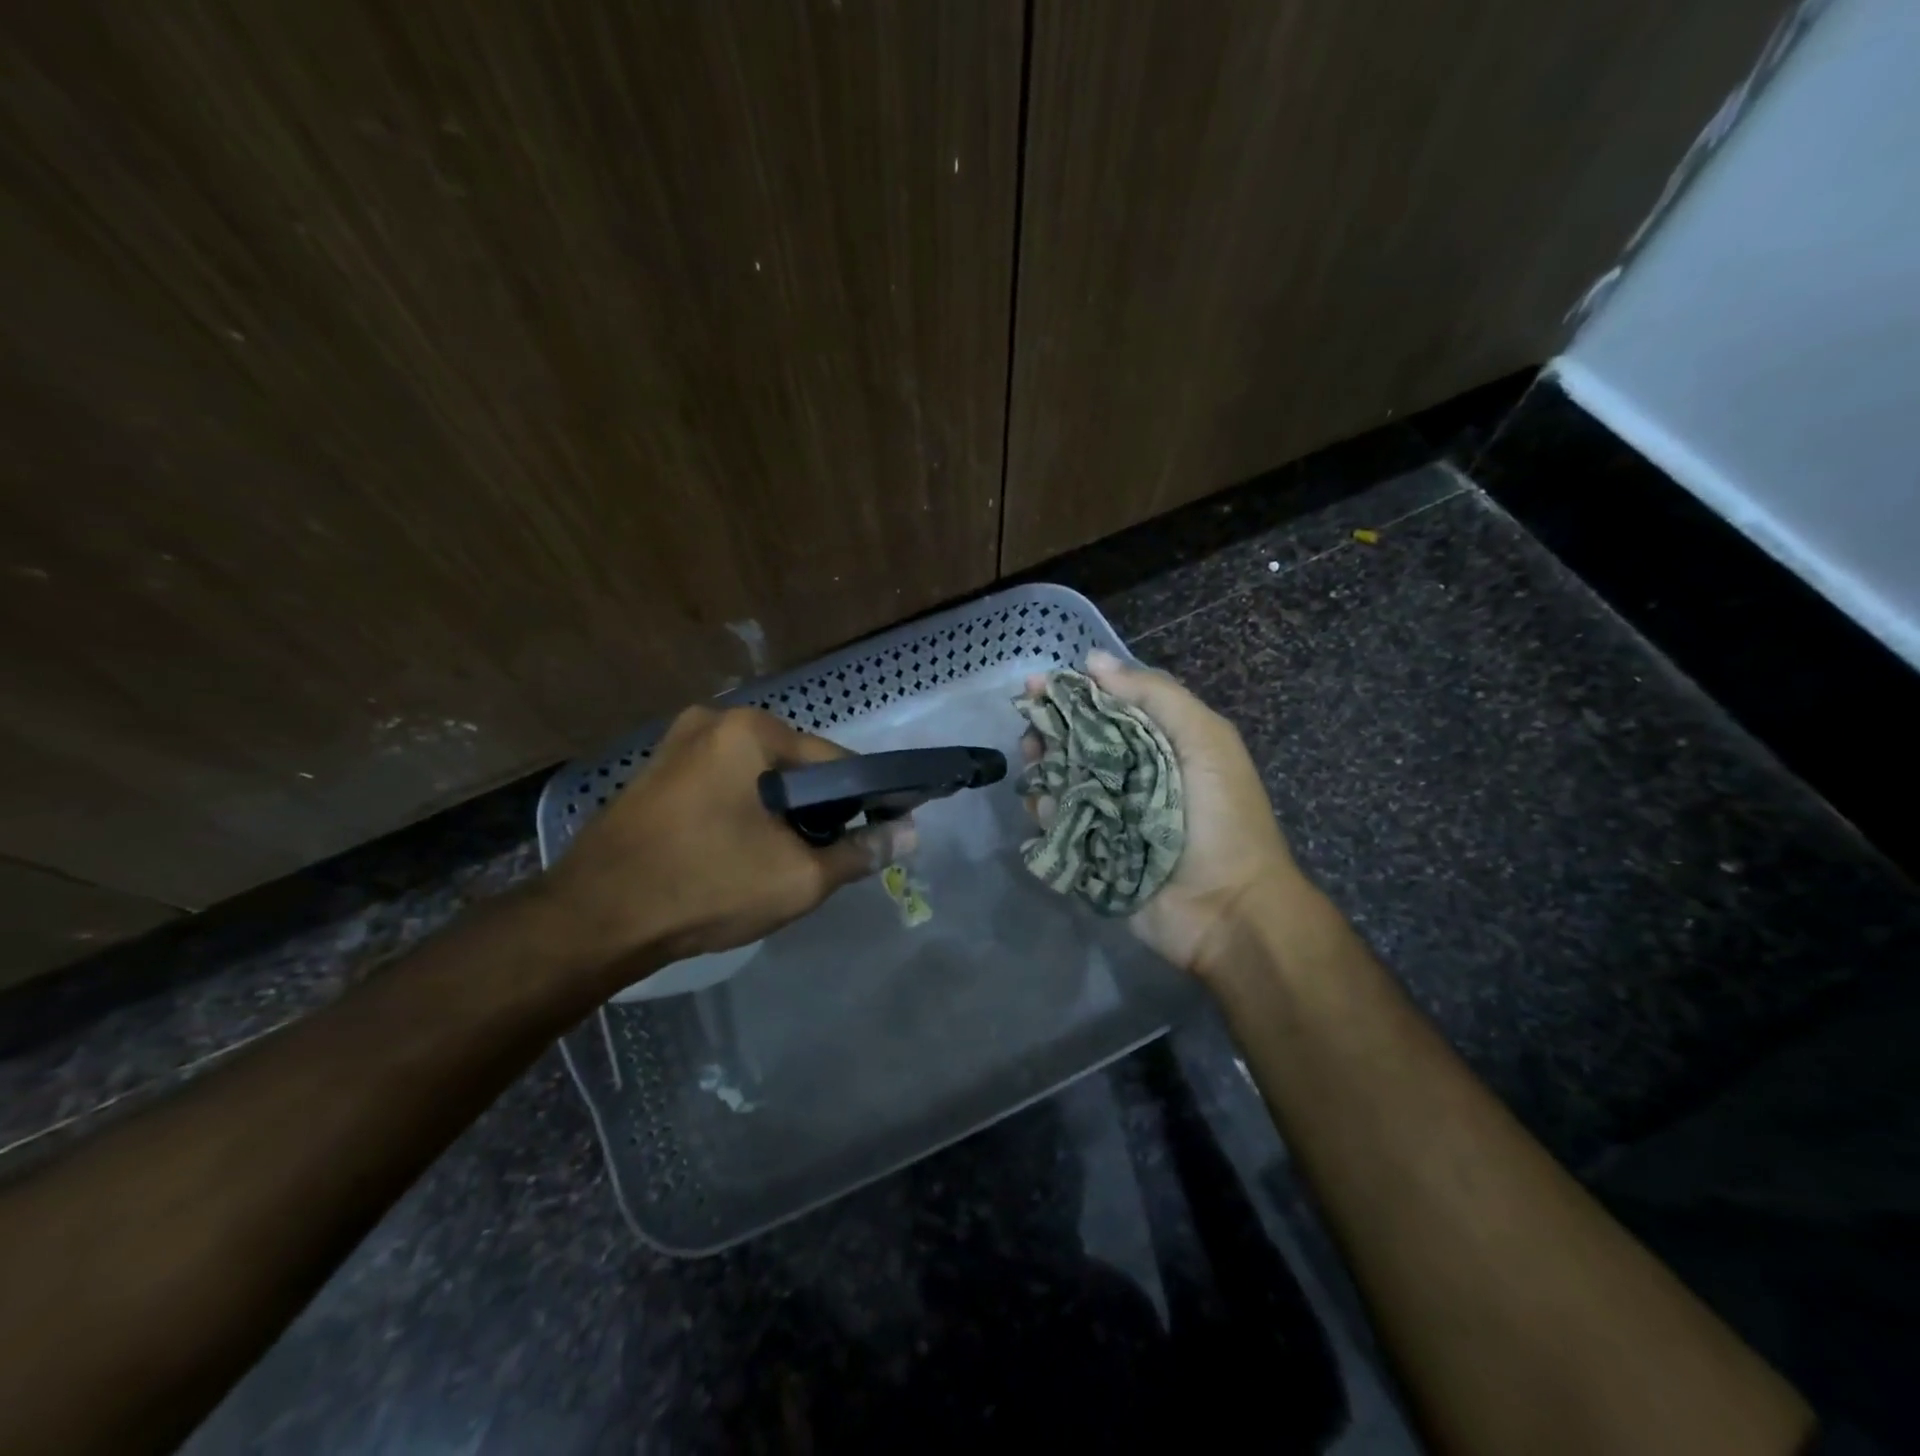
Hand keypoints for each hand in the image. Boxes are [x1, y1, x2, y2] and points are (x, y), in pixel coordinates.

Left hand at [546, 706, 914, 982]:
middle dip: (815, 807)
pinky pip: (722, 785)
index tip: (875, 833)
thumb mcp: (798, 877)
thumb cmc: (705, 885)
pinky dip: (743, 811)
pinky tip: (739, 851)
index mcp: (749, 729)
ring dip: (779, 811)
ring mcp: (676, 744)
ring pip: (756, 776)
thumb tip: (909, 834)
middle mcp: (712, 721)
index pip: (834, 760)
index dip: (863, 799)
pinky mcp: (654, 773)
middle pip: (792, 765)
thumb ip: (860, 852)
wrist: (593, 920)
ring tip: (782, 859)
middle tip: (823, 856)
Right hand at [1023, 649, 1312, 978]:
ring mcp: (1110, 815)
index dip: (1073, 693)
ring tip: (1033, 765)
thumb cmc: (1222, 817)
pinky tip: (1044, 806)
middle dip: (1050, 731)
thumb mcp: (1204, 740)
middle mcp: (1131, 774)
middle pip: (1078, 742)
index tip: (1038, 686)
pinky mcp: (1092, 852)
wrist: (1229, 909)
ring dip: (1043, 768)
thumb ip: (1155, 695)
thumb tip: (1093, 659)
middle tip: (1032, 732)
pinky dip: (1047, 812)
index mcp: (1160, 743)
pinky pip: (1059, 825)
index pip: (1108, 706)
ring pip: (1063, 781)